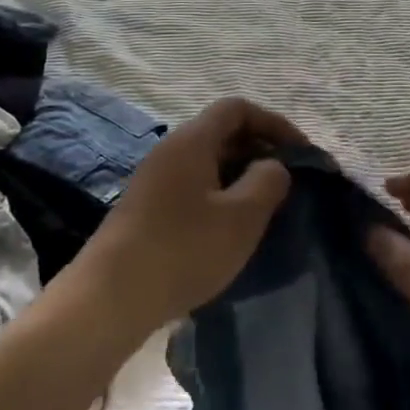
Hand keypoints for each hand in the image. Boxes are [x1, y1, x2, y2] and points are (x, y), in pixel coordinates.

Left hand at [73, 96, 303, 334]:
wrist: (109, 300)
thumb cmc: (184, 249)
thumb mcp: (242, 216)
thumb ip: (268, 181)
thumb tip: (273, 166)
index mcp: (192, 141)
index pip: (237, 109)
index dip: (274, 123)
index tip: (300, 153)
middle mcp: (170, 151)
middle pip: (222, 133)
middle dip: (259, 151)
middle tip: (288, 182)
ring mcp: (154, 181)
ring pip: (208, 163)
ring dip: (240, 177)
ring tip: (264, 208)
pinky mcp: (146, 211)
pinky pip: (193, 187)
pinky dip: (219, 197)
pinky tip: (229, 230)